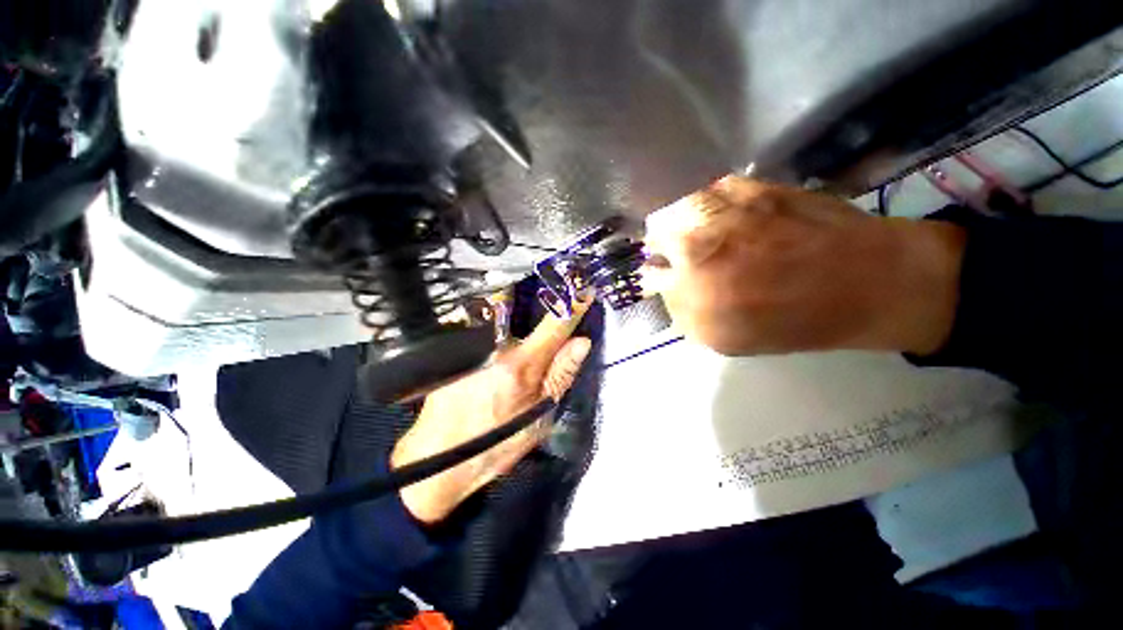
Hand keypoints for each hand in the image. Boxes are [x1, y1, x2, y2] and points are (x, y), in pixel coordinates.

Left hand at [391, 301, 592, 523]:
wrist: (439, 459)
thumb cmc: (492, 447)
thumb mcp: (538, 420)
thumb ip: (560, 377)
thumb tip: (581, 342)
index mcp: (521, 366)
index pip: (555, 324)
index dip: (573, 305)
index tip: (584, 288)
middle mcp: (492, 346)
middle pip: (519, 317)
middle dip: (528, 324)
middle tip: (525, 352)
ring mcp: (467, 346)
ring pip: (494, 324)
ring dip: (501, 330)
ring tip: (494, 369)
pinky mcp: (447, 351)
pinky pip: (472, 333)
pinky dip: (481, 340)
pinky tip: (475, 372)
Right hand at [641, 176, 965, 356]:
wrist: (868, 279)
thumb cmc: (814, 319)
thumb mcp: (747, 339)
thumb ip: (703, 315)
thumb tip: (677, 289)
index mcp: (706, 314)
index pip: (656, 287)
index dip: (667, 280)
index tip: (676, 277)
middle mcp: (705, 264)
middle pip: (657, 242)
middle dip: (670, 247)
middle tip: (694, 250)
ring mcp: (725, 221)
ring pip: (678, 209)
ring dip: (689, 217)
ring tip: (715, 226)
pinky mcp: (750, 188)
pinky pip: (711, 190)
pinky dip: (717, 199)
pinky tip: (739, 210)